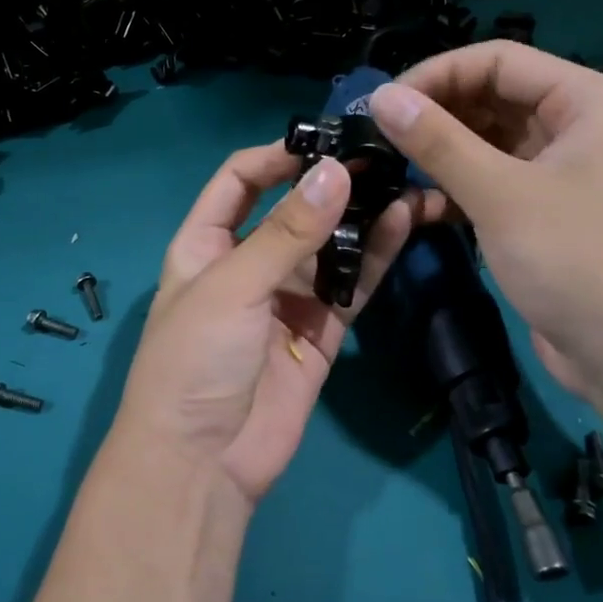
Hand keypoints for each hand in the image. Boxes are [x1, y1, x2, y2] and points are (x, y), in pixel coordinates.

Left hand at [111, 144, 416, 501]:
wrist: (203, 462)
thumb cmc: (194, 361)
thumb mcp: (233, 286)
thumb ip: (287, 231)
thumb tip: (337, 171)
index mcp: (205, 244)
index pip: (240, 180)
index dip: (278, 156)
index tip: (328, 139)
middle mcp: (247, 263)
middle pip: (293, 210)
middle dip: (333, 184)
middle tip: (384, 156)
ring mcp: (286, 298)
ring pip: (330, 246)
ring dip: (363, 217)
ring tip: (407, 183)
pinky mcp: (320, 330)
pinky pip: (350, 285)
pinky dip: (374, 257)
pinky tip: (403, 224)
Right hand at [369, 42, 602, 393]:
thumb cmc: (577, 258)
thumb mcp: (500, 193)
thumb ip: (438, 141)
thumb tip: (380, 96)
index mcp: (584, 101)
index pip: (498, 60)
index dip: (437, 74)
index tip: (384, 103)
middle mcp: (574, 127)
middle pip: (491, 98)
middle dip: (436, 115)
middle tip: (379, 136)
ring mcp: (559, 173)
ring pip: (486, 144)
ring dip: (440, 155)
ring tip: (390, 168)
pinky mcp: (541, 214)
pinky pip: (490, 183)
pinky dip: (455, 190)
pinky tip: (418, 207)